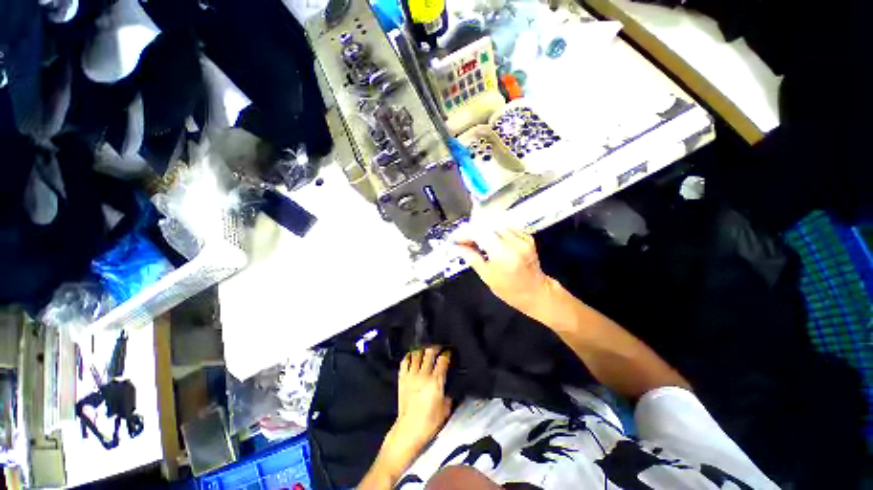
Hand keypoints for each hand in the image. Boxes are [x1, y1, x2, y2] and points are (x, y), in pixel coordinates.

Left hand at [366, 347, 451, 487]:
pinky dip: (409, 356)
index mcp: (436, 381)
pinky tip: (413, 355)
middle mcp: (423, 374)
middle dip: (436, 347)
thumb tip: (449, 388)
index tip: (450, 351)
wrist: (409, 430)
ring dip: (423, 349)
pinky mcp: (402, 378)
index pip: (443, 360)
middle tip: (439, 347)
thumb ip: (449, 395)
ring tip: (426, 350)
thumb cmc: (430, 422)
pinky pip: (405, 361)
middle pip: (430, 352)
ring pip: (417, 354)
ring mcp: (411, 375)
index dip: (447, 353)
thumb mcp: (446, 409)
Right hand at [456, 228, 553, 314]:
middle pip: (488, 225)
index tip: (456, 238)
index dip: (465, 233)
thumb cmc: (509, 290)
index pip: (480, 233)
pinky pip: (507, 226)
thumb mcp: (487, 276)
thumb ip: (472, 258)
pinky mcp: (527, 236)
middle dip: (473, 229)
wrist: (536, 292)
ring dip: (483, 228)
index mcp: (503, 254)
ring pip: (497, 223)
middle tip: (464, 238)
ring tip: (475, 238)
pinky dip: (495, 229)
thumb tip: (457, 247)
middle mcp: (514, 242)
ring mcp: (523, 238)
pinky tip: (490, 237)